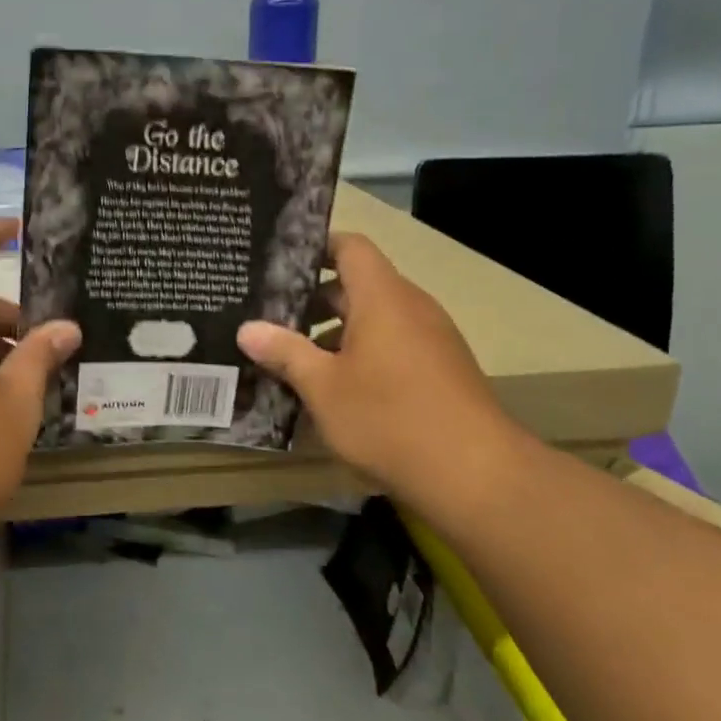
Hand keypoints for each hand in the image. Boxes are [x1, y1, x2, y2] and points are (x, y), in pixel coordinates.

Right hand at [238, 232, 524, 513]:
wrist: (473, 473)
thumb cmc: (388, 417)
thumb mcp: (323, 387)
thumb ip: (285, 352)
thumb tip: (247, 329)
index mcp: (382, 297)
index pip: (349, 247)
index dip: (315, 246)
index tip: (278, 262)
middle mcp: (411, 307)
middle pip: (358, 285)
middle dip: (313, 300)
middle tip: (269, 316)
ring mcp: (431, 338)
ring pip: (375, 319)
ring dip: (335, 333)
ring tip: (293, 356)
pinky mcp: (441, 369)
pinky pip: (393, 345)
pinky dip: (361, 354)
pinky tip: (334, 389)